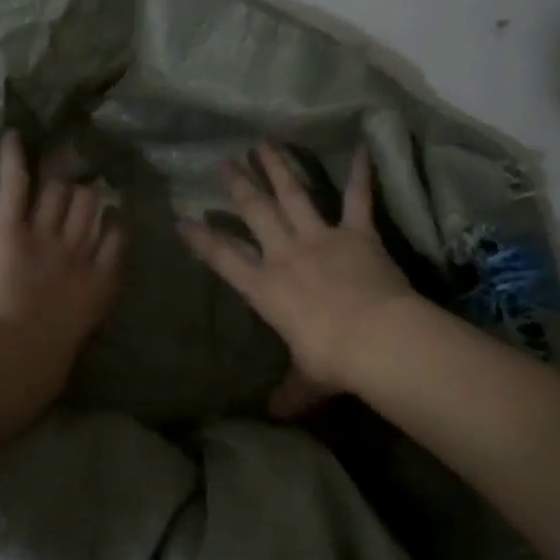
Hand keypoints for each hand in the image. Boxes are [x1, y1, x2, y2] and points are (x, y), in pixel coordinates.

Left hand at [0, 132, 124, 393]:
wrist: (9, 360)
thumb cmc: (41, 366)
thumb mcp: (75, 340)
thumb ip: (80, 316)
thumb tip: (74, 314)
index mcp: (99, 280)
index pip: (115, 235)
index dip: (111, 220)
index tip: (111, 211)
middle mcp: (79, 249)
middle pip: (89, 206)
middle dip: (86, 191)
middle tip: (83, 171)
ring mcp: (45, 234)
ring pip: (60, 191)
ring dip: (59, 173)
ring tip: (59, 151)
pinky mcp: (9, 226)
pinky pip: (17, 184)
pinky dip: (13, 158)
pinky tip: (12, 135)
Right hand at [180, 143, 416, 414]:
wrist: (376, 338)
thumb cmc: (332, 360)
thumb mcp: (306, 380)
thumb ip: (290, 393)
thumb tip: (277, 416)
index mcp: (266, 288)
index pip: (224, 258)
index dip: (202, 238)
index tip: (183, 218)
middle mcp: (287, 254)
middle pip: (256, 213)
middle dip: (238, 186)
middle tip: (224, 162)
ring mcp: (321, 238)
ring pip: (294, 195)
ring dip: (279, 168)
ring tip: (264, 143)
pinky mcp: (357, 233)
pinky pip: (358, 198)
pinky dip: (361, 174)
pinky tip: (363, 146)